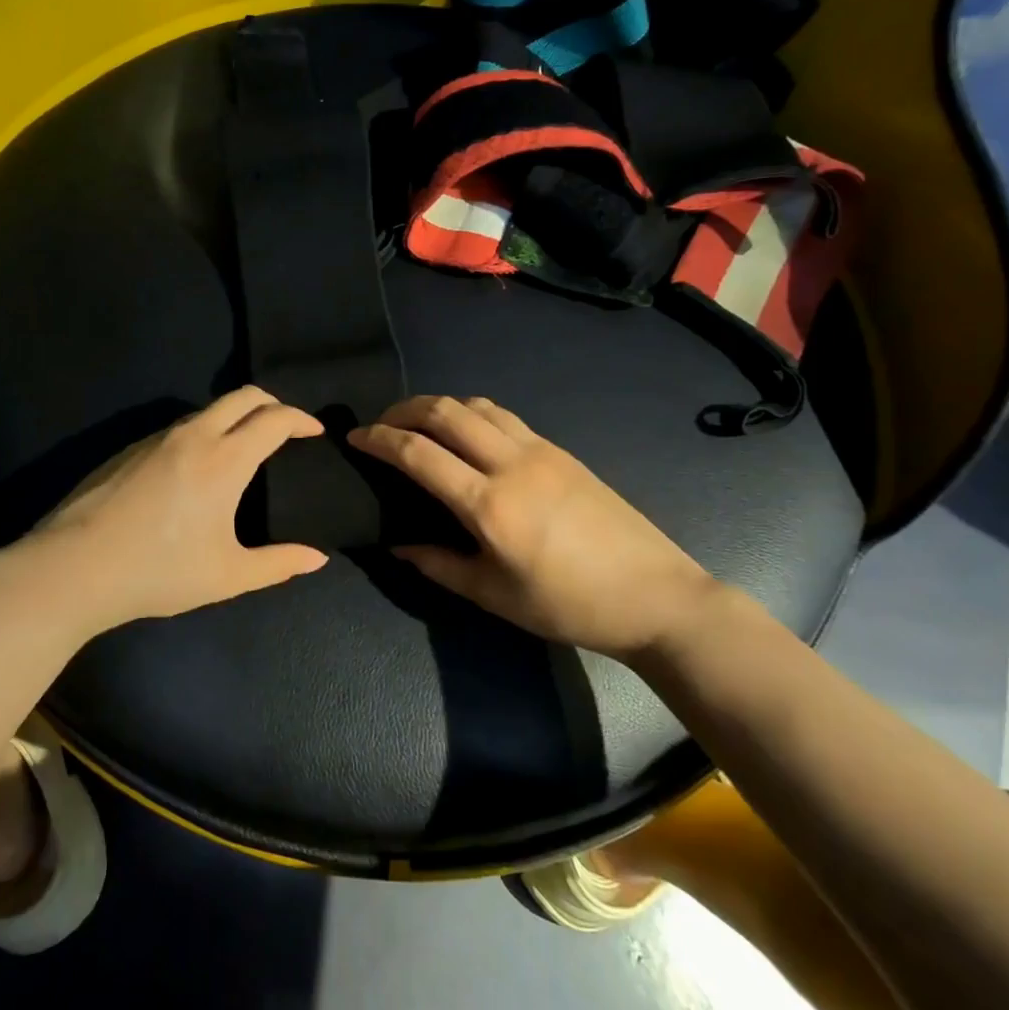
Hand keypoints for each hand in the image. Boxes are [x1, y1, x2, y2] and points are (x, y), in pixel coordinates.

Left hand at [14, 386, 328, 629]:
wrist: (73, 567)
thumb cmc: (159, 572)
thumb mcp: (227, 575)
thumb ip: (278, 564)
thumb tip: (317, 558)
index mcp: (225, 459)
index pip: (274, 418)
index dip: (301, 419)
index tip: (315, 431)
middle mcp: (194, 436)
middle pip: (242, 396)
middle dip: (272, 403)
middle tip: (286, 427)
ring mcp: (157, 438)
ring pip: (208, 409)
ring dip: (235, 416)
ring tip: (245, 446)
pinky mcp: (129, 448)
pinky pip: (179, 427)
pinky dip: (204, 431)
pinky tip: (196, 467)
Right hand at [349, 396, 724, 658]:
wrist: (654, 595)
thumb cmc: (568, 605)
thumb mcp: (494, 595)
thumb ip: (438, 565)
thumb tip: (397, 544)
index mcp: (489, 505)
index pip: (418, 453)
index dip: (379, 439)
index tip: (354, 437)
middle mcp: (511, 463)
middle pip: (444, 411)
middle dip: (402, 410)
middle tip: (380, 425)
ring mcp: (539, 450)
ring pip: (475, 404)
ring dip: (438, 405)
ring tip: (418, 425)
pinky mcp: (559, 449)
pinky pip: (503, 415)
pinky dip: (471, 413)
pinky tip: (465, 434)